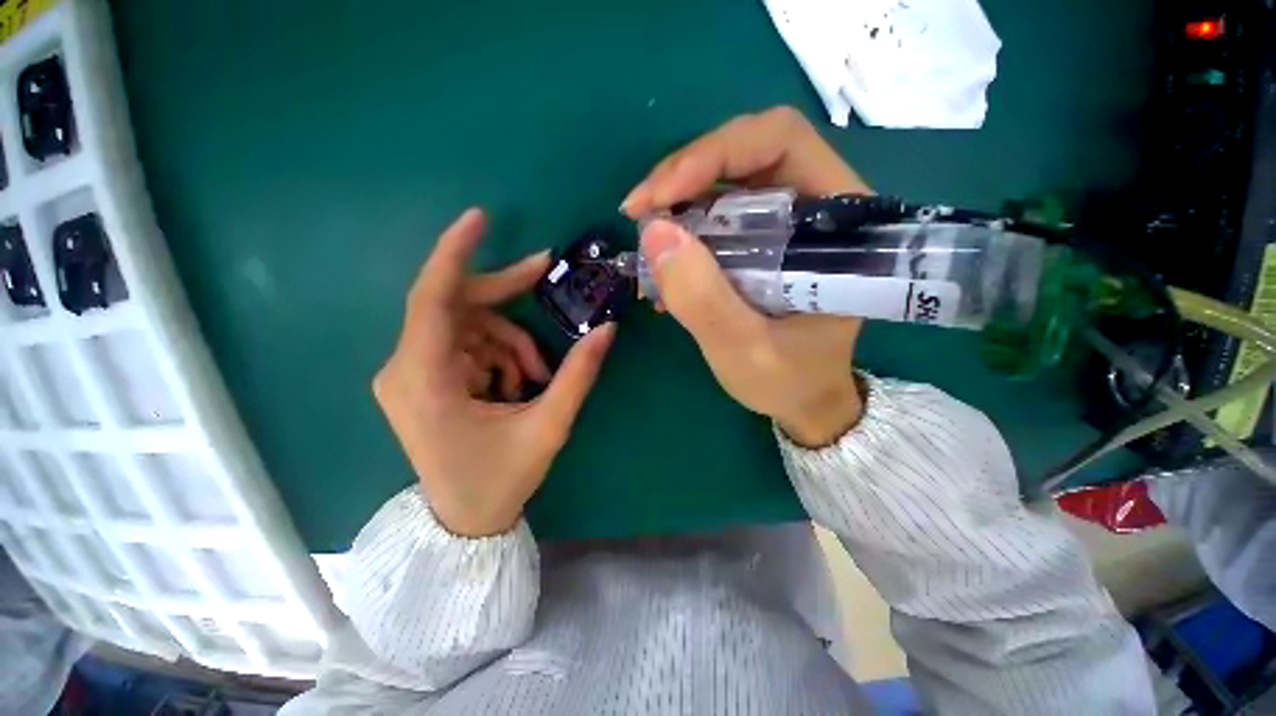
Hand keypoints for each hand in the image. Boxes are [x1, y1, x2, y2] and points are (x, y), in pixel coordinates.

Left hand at [374, 209, 615, 536]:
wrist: (465, 521)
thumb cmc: (500, 479)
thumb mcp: (547, 426)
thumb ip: (579, 374)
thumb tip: (607, 329)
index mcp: (425, 381)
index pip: (433, 299)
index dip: (456, 254)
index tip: (480, 218)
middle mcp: (404, 369)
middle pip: (455, 305)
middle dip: (505, 294)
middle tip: (546, 274)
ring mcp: (409, 374)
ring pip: (466, 326)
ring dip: (508, 339)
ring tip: (536, 376)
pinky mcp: (421, 379)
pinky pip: (464, 344)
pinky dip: (497, 353)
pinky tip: (516, 383)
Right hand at [622, 107, 867, 446]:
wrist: (803, 400)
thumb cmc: (789, 380)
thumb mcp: (744, 350)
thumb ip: (703, 299)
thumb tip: (654, 232)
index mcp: (837, 222)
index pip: (780, 142)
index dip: (715, 153)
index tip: (661, 196)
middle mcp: (815, 206)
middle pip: (746, 153)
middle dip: (684, 175)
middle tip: (639, 212)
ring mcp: (784, 222)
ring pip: (725, 182)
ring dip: (677, 204)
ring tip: (646, 246)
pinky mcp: (761, 241)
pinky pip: (716, 216)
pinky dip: (682, 231)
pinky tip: (662, 266)